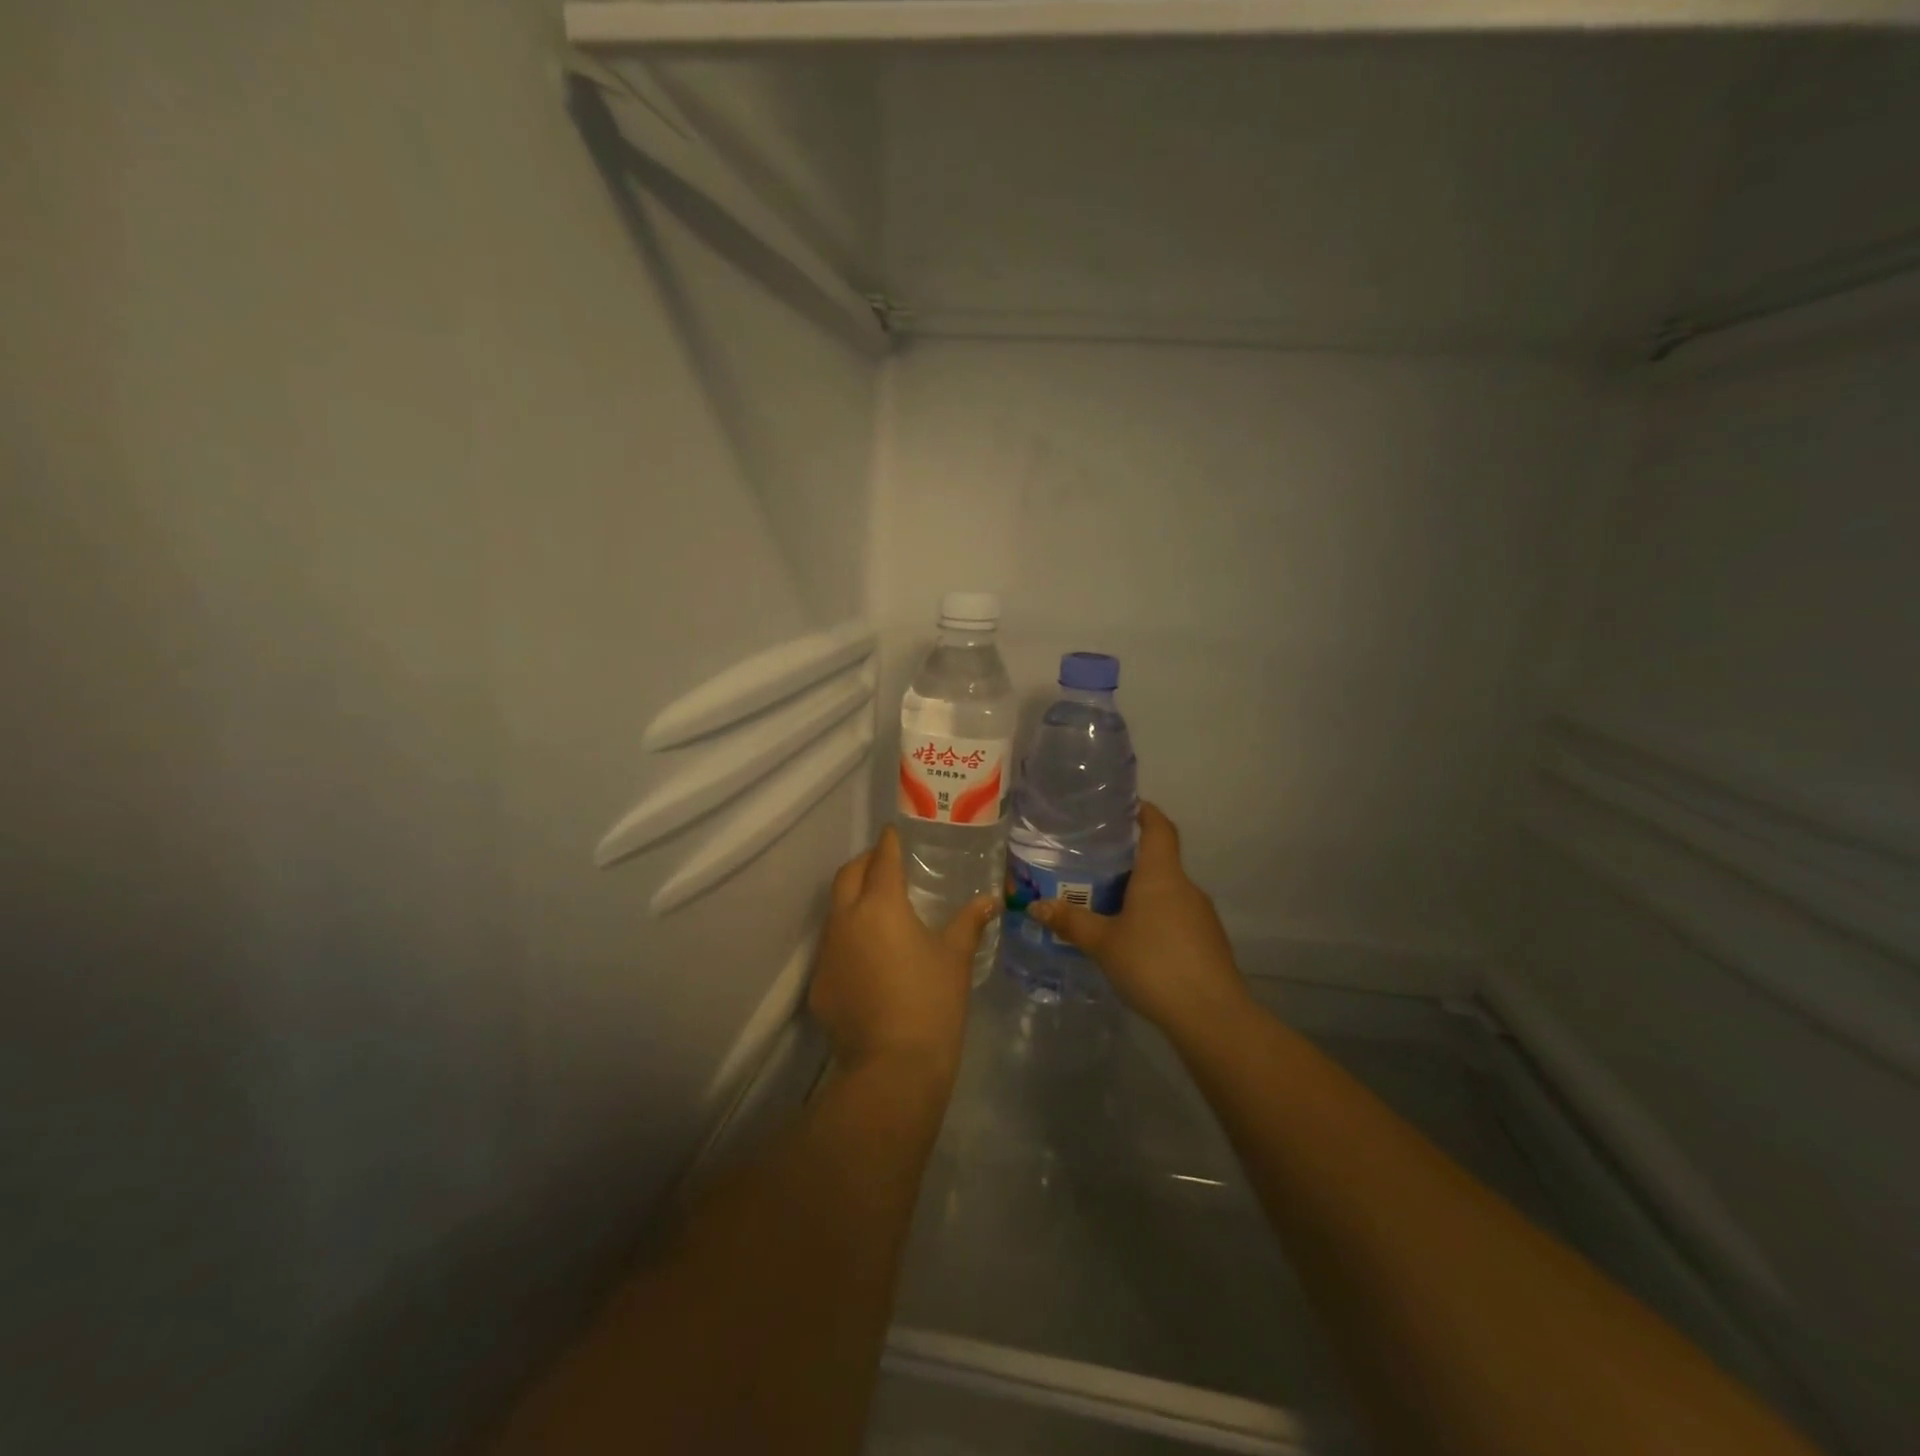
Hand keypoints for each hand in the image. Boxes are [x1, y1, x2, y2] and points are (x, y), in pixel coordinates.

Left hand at [809, 825, 997, 1085]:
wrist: (892, 1068)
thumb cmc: (932, 1002)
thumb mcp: (955, 958)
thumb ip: (970, 922)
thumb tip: (990, 901)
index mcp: (881, 905)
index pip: (882, 858)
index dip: (889, 841)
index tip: (894, 831)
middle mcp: (846, 919)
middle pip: (848, 875)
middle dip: (865, 862)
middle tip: (885, 864)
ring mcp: (827, 952)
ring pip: (835, 910)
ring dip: (852, 899)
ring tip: (878, 908)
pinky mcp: (818, 984)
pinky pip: (832, 947)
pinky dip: (848, 939)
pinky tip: (868, 958)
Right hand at [1030, 802, 1251, 1045]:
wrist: (1211, 1016)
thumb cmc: (1153, 963)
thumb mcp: (1103, 943)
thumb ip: (1071, 922)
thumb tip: (1036, 905)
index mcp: (1161, 875)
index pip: (1159, 827)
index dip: (1145, 812)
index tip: (1125, 806)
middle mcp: (1185, 887)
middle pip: (1159, 861)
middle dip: (1130, 861)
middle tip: (1094, 866)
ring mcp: (1201, 916)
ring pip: (1167, 893)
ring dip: (1141, 894)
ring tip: (1107, 906)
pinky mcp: (1208, 943)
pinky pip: (1176, 919)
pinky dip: (1154, 920)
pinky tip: (1134, 942)